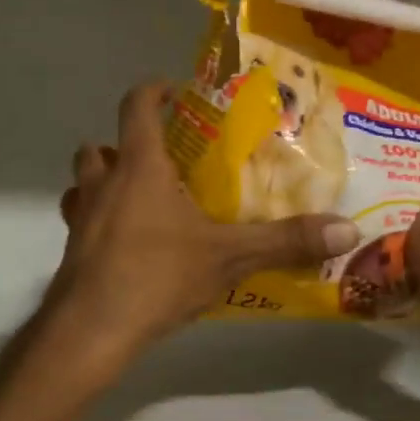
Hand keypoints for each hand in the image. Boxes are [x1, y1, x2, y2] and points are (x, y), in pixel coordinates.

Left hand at [49, 83, 360, 362]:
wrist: (92, 329)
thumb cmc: (157, 275)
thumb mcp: (228, 257)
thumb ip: (285, 241)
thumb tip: (347, 230)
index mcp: (139, 167)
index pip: (136, 106)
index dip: (152, 91)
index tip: (173, 92)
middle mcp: (102, 183)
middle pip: (100, 145)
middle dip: (124, 144)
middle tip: (161, 160)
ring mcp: (81, 217)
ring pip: (84, 183)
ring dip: (104, 181)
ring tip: (141, 200)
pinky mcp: (72, 250)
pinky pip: (81, 221)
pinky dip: (98, 220)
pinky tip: (126, 245)